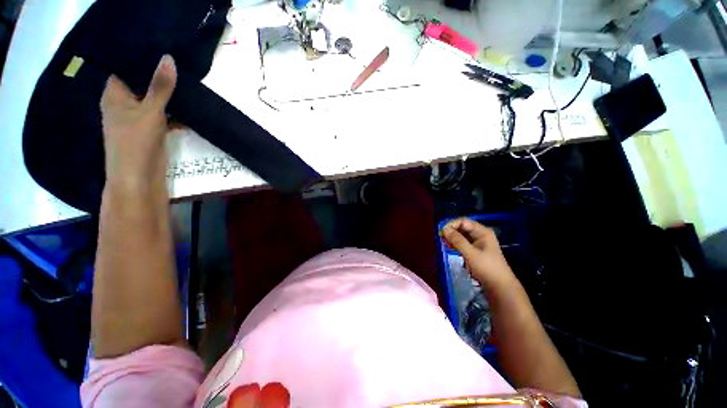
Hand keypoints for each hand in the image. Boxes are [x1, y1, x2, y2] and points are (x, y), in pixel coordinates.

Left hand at [100, 55, 176, 189]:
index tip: (161, 47)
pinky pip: (163, 115)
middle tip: (180, 62)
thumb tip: (169, 58)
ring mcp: (138, 118)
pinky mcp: (151, 130)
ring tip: (188, 81)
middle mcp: (124, 104)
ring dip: (169, 95)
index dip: (140, 58)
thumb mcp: (150, 111)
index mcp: (115, 95)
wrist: (139, 178)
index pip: (125, 68)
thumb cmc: (136, 142)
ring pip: (155, 100)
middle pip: (142, 84)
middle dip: (159, 76)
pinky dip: (175, 112)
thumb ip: (161, 87)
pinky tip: (189, 107)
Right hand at [442, 218, 518, 291]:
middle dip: (451, 231)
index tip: (441, 232)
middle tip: (441, 238)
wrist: (500, 287)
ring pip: (462, 235)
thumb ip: (457, 240)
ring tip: (444, 243)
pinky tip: (450, 248)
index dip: (452, 224)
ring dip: (453, 238)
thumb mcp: (470, 253)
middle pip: (463, 227)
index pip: (463, 221)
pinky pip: (464, 243)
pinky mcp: (476, 251)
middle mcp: (481, 234)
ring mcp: (479, 243)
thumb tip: (444, 229)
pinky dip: (456, 244)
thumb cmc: (487, 268)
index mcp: (482, 232)